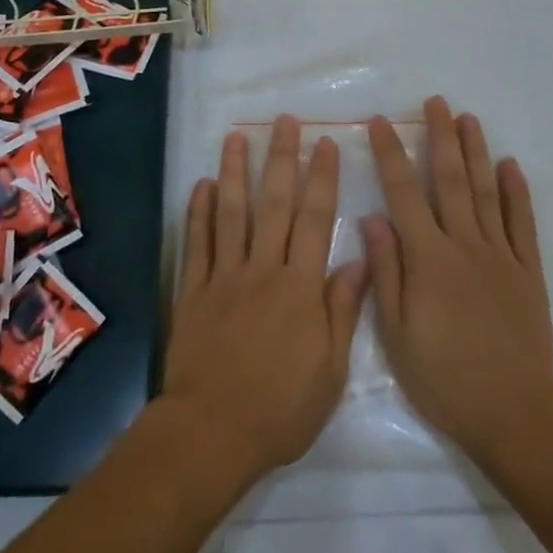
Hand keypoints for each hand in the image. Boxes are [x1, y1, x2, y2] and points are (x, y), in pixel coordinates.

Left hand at [160, 116, 367, 482]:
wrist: (211, 432)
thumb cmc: (281, 409)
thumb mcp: (330, 370)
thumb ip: (342, 310)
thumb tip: (359, 260)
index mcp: (300, 287)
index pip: (316, 220)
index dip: (322, 178)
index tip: (325, 143)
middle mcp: (263, 269)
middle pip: (274, 204)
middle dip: (281, 159)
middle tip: (284, 121)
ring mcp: (224, 277)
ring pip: (231, 213)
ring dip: (234, 172)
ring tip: (236, 137)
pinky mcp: (193, 291)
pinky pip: (196, 244)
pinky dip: (198, 212)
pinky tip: (201, 185)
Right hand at [364, 97, 552, 464]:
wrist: (512, 414)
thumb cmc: (443, 378)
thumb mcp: (396, 333)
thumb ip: (386, 271)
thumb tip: (372, 217)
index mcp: (428, 259)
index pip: (404, 194)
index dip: (391, 155)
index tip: (383, 122)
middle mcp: (465, 246)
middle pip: (451, 180)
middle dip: (440, 137)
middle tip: (436, 102)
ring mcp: (501, 256)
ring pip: (487, 193)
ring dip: (477, 152)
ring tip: (469, 118)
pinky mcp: (528, 272)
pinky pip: (523, 224)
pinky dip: (518, 193)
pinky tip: (511, 165)